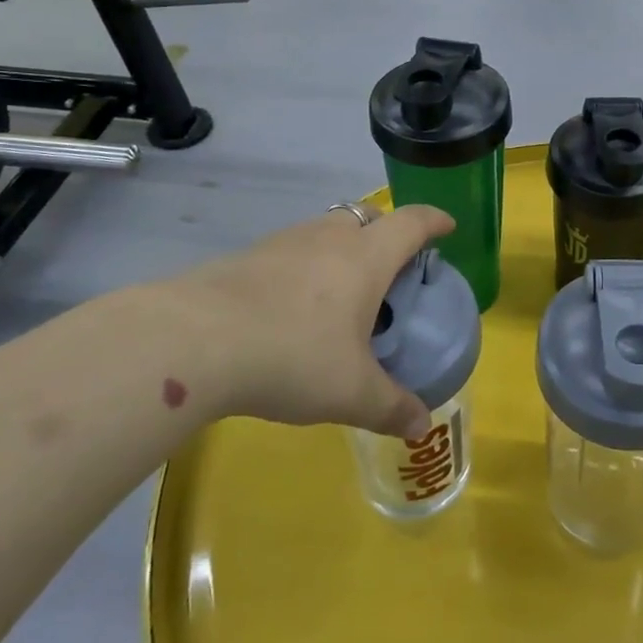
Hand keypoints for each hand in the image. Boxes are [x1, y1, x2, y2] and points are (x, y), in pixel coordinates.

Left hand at [167, 205, 455, 440]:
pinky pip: (291, 251)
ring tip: (340, 293)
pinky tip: (291, 308)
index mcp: (366, 257)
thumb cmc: (293, 356)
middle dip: (386, 232)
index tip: (447, 227)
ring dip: (341, 248)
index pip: (412, 223)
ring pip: (326, 230)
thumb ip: (391, 407)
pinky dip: (304, 267)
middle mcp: (328, 238)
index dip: (434, 221)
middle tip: (390, 267)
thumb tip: (422, 425)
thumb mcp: (351, 392)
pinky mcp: (247, 257)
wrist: (194, 341)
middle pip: (367, 216)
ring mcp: (284, 242)